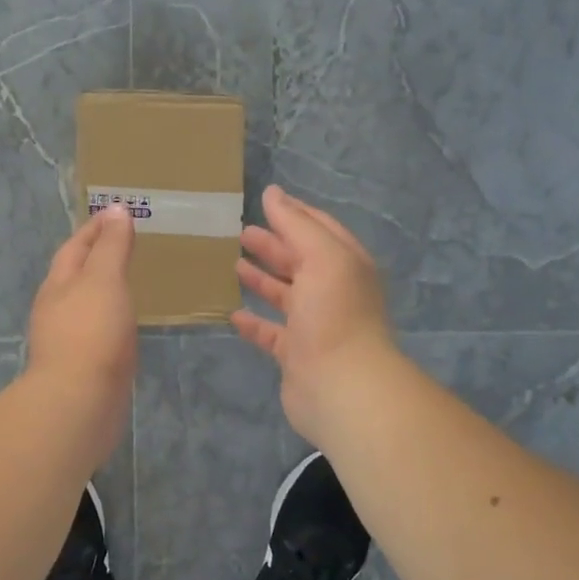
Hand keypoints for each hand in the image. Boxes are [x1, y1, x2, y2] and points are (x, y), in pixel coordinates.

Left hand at [27, 203, 137, 453]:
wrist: (79, 402)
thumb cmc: (91, 332)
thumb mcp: (104, 279)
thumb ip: (111, 246)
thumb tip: (116, 210)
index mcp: (58, 284)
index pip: (75, 246)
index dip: (95, 228)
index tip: (116, 212)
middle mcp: (57, 309)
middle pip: (75, 275)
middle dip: (95, 257)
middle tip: (125, 244)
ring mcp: (67, 340)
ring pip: (85, 304)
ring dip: (103, 289)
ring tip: (128, 281)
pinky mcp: (83, 366)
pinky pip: (97, 331)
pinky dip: (111, 318)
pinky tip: (126, 324)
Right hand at [232, 186, 400, 447]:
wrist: (341, 386)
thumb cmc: (334, 314)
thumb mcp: (321, 256)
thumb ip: (296, 224)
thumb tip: (273, 192)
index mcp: (345, 264)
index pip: (320, 229)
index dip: (295, 214)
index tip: (266, 201)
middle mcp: (333, 292)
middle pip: (300, 261)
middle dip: (274, 245)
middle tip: (241, 232)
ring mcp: (315, 325)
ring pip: (286, 295)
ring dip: (262, 279)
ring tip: (234, 263)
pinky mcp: (297, 354)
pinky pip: (272, 333)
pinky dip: (254, 322)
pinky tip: (233, 313)